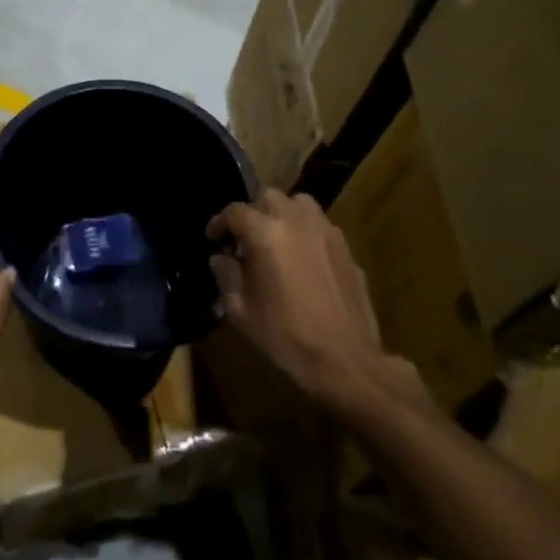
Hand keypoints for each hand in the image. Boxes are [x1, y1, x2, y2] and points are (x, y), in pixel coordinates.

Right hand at [208, 189, 422, 416]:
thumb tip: (220, 258)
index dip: (219, 223)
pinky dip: (306, 230)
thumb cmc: (288, 338)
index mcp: (265, 233)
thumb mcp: (243, 312)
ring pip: (298, 202)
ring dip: (282, 214)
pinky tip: (304, 259)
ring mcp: (325, 230)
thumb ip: (227, 276)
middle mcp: (295, 220)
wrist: (347, 362)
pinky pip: (320, 225)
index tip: (213, 239)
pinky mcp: (345, 247)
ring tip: (277, 239)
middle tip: (245, 240)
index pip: (235, 212)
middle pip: (267, 197)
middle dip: (252, 213)